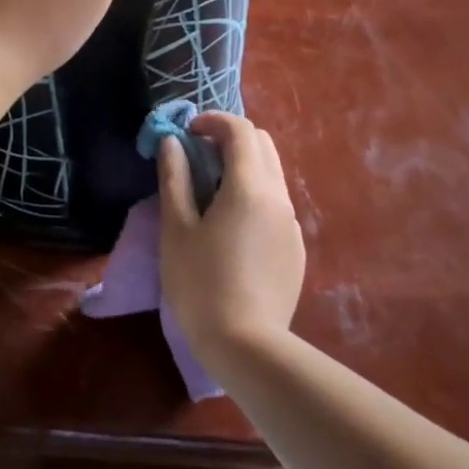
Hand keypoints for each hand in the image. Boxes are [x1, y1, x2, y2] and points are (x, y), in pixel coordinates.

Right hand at [157, 113, 305, 365]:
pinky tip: (232, 228)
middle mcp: (279, 197)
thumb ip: (174, 178)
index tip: (188, 132)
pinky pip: (276, 205)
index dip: (213, 121)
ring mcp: (292, 224)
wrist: (247, 347)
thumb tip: (172, 143)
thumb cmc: (201, 283)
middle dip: (231, 139)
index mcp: (249, 187)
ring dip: (243, 167)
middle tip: (198, 157)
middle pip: (262, 145)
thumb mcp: (176, 228)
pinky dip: (254, 195)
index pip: (240, 130)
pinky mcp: (296, 249)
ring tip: (211, 192)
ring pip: (272, 174)